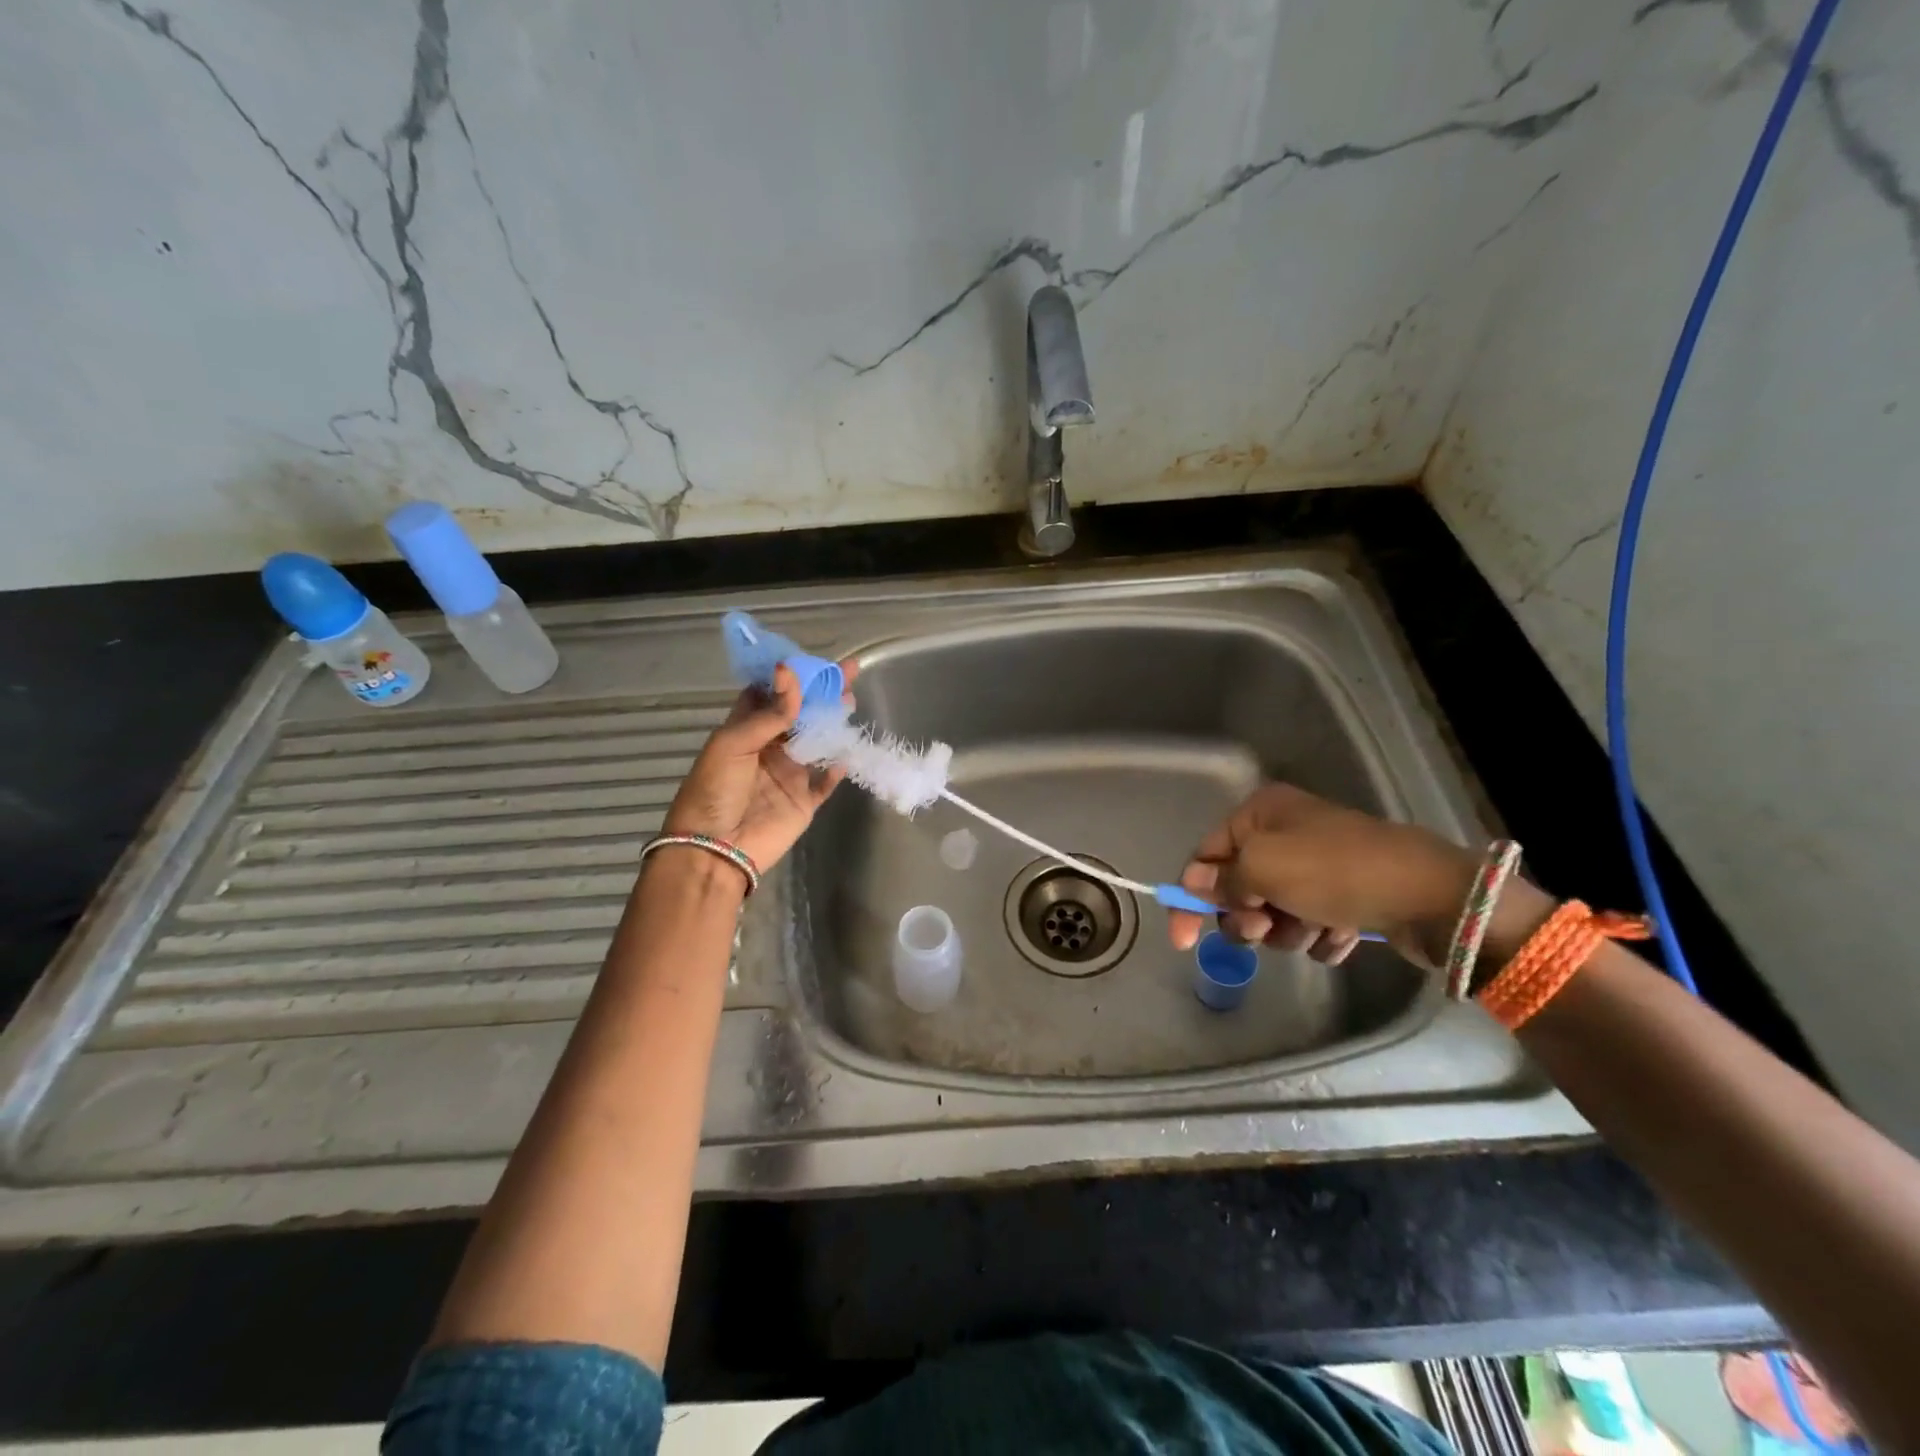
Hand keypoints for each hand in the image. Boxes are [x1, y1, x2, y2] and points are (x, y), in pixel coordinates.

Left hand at [661, 662, 853, 873]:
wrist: (715, 850)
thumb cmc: (715, 790)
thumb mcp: (734, 743)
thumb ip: (769, 712)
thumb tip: (790, 671)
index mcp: (745, 730)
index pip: (770, 695)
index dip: (790, 676)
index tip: (813, 658)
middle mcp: (769, 748)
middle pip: (800, 714)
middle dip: (821, 693)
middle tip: (847, 671)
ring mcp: (789, 775)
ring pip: (817, 742)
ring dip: (833, 722)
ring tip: (851, 700)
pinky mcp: (804, 801)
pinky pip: (826, 782)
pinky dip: (837, 768)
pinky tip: (847, 753)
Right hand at [1167, 783, 1480, 967]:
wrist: (1429, 895)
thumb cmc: (1332, 871)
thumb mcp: (1261, 867)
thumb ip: (1220, 880)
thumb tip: (1199, 888)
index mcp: (1261, 813)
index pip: (1205, 856)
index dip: (1190, 898)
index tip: (1183, 941)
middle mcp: (1286, 833)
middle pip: (1239, 887)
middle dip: (1247, 916)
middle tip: (1264, 929)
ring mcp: (1319, 866)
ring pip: (1275, 911)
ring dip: (1286, 929)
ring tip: (1314, 929)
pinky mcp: (1347, 897)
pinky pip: (1311, 924)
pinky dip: (1319, 935)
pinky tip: (1341, 934)